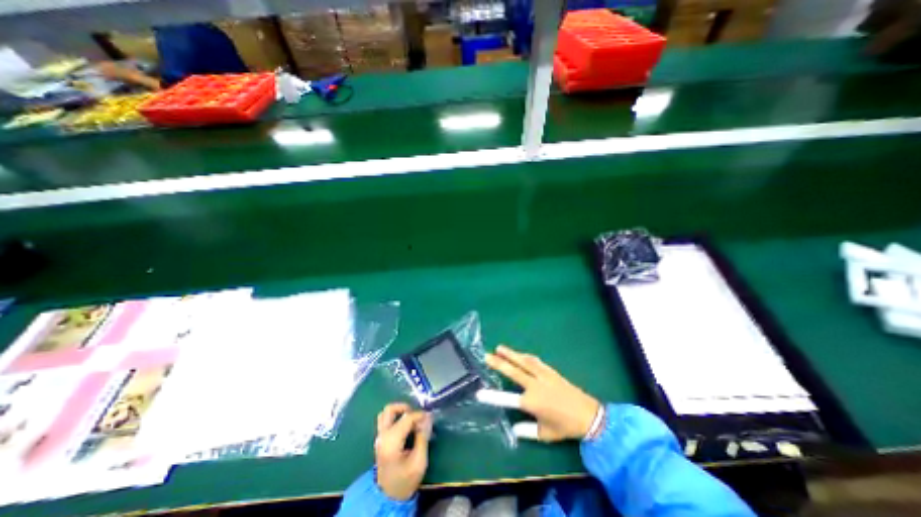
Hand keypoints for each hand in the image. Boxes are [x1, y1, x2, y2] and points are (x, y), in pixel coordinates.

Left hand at [375, 405, 431, 501]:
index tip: (430, 417)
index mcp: (392, 441)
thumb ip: (423, 437)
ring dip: (399, 411)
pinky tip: (406, 427)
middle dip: (405, 408)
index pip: (406, 418)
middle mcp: (383, 436)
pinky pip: (386, 421)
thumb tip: (427, 418)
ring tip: (411, 420)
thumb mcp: (419, 462)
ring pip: (386, 413)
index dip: (420, 415)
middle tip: (417, 416)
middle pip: (390, 409)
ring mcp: (379, 437)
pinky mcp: (380, 440)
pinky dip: (396, 418)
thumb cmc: (405, 480)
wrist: (388, 498)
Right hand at [485, 345, 600, 441]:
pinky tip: (520, 354)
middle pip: (513, 372)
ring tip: (499, 348)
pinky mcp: (550, 371)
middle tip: (486, 356)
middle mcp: (534, 386)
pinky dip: (525, 356)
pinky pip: (535, 361)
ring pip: (523, 362)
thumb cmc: (565, 427)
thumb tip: (513, 428)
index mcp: (531, 403)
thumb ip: (527, 431)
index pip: (506, 398)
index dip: (491, 396)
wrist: (589, 415)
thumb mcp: (545, 434)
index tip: (478, 393)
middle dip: (498, 363)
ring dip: (510, 354)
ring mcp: (543, 376)